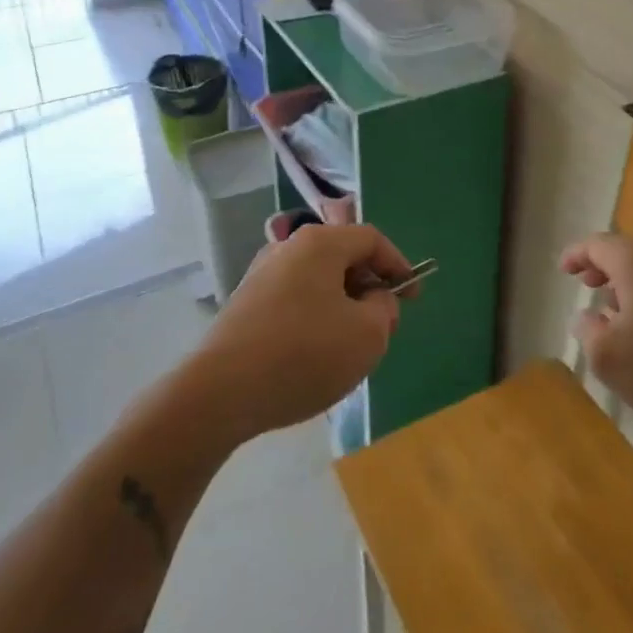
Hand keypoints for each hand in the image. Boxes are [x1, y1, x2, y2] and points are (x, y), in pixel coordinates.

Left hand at [194, 224, 414, 439]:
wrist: (220, 393)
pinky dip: (314, 318)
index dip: (399, 265)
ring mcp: (261, 275)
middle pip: (343, 257)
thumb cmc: (304, 355)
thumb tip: (373, 298)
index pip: (371, 239)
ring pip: (318, 281)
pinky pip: (294, 300)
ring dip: (342, 306)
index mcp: (320, 243)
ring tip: (349, 345)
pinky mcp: (244, 304)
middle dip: (369, 288)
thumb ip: (384, 309)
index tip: (412, 298)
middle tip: (382, 326)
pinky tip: (313, 355)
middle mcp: (288, 248)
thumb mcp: (368, 335)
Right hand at [561, 232, 632, 432]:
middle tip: (587, 284)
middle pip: (628, 252)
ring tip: (617, 310)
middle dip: (604, 267)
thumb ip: (588, 332)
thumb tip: (586, 317)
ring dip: (631, 284)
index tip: (563, 269)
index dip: (576, 254)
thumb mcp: (608, 357)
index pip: (598, 244)